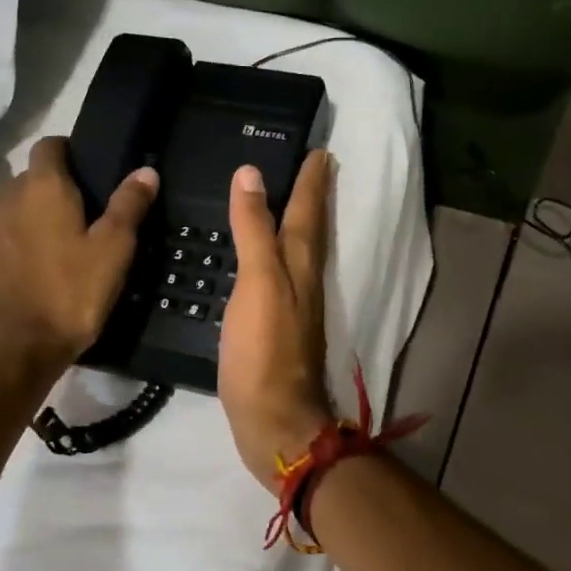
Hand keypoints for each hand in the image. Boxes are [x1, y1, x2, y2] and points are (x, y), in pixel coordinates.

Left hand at [0, 136, 157, 380]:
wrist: (10, 349)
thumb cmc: (69, 293)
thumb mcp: (113, 250)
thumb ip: (128, 206)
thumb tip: (145, 171)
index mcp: (42, 187)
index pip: (50, 145)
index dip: (71, 151)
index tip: (94, 171)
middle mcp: (8, 198)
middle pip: (33, 178)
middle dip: (59, 188)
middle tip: (92, 215)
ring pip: (18, 209)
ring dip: (40, 218)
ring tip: (69, 246)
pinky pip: (7, 238)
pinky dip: (24, 244)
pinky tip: (45, 271)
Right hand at [220, 151, 335, 493]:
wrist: (273, 420)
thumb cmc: (265, 351)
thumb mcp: (258, 283)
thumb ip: (254, 230)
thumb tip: (251, 175)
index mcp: (300, 265)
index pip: (308, 210)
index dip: (312, 180)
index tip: (320, 150)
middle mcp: (303, 282)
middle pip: (309, 230)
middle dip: (311, 198)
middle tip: (310, 167)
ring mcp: (293, 308)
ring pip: (296, 254)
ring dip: (294, 225)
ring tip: (283, 203)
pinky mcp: (276, 331)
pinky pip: (278, 279)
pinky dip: (273, 258)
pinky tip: (259, 262)